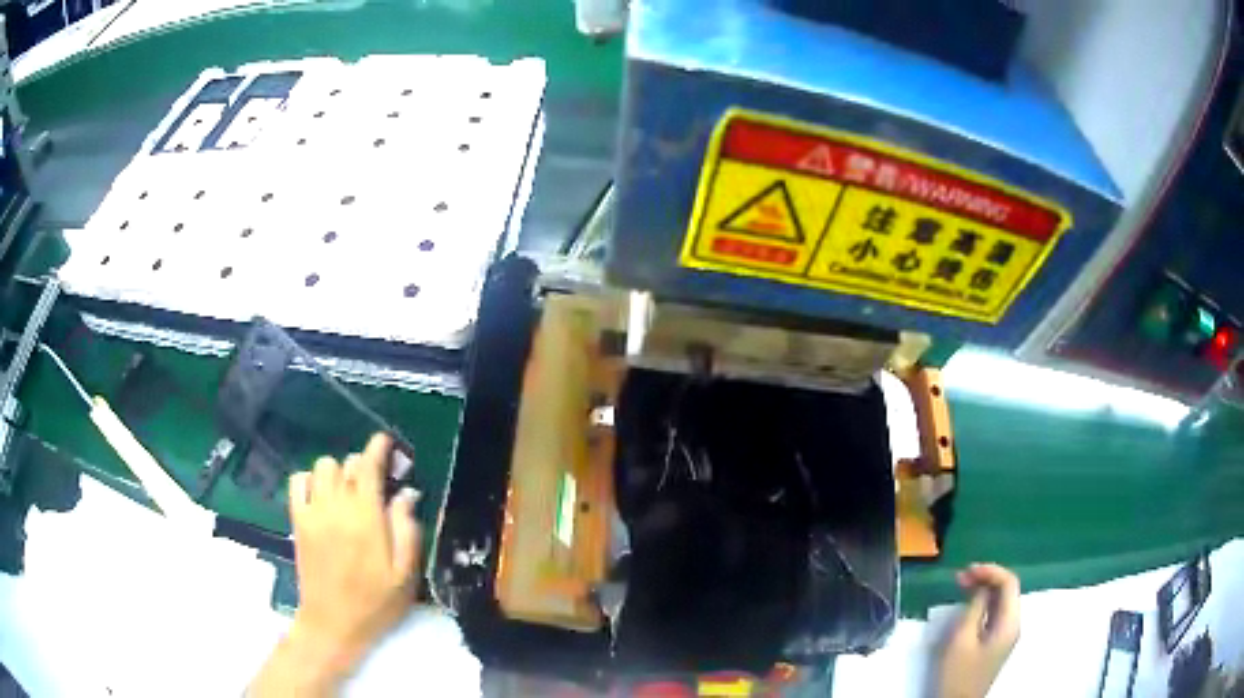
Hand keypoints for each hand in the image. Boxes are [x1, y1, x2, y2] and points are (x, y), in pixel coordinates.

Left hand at [250, 433, 420, 695]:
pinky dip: (309, 480)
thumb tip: (406, 494)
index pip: (369, 467)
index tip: (385, 441)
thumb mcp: (405, 575)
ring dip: (337, 472)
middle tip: (374, 485)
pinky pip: (298, 481)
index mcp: (367, 518)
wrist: (333, 623)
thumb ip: (407, 530)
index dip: (378, 448)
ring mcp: (313, 512)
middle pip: (347, 464)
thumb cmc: (375, 603)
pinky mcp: (298, 521)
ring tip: (347, 493)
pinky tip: (321, 496)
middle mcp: (337, 506)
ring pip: (322, 466)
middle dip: (363, 466)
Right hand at [937, 563, 1020, 697]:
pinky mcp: (996, 641)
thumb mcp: (961, 640)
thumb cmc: (958, 674)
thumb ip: (974, 609)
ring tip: (962, 585)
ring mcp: (1006, 634)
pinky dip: (984, 602)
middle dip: (987, 578)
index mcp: (1010, 623)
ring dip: (985, 589)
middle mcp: (1013, 624)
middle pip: (1007, 590)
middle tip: (961, 577)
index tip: (967, 571)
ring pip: (1001, 600)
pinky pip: (995, 612)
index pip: (1009, 583)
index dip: (991, 571)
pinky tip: (969, 603)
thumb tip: (981, 586)